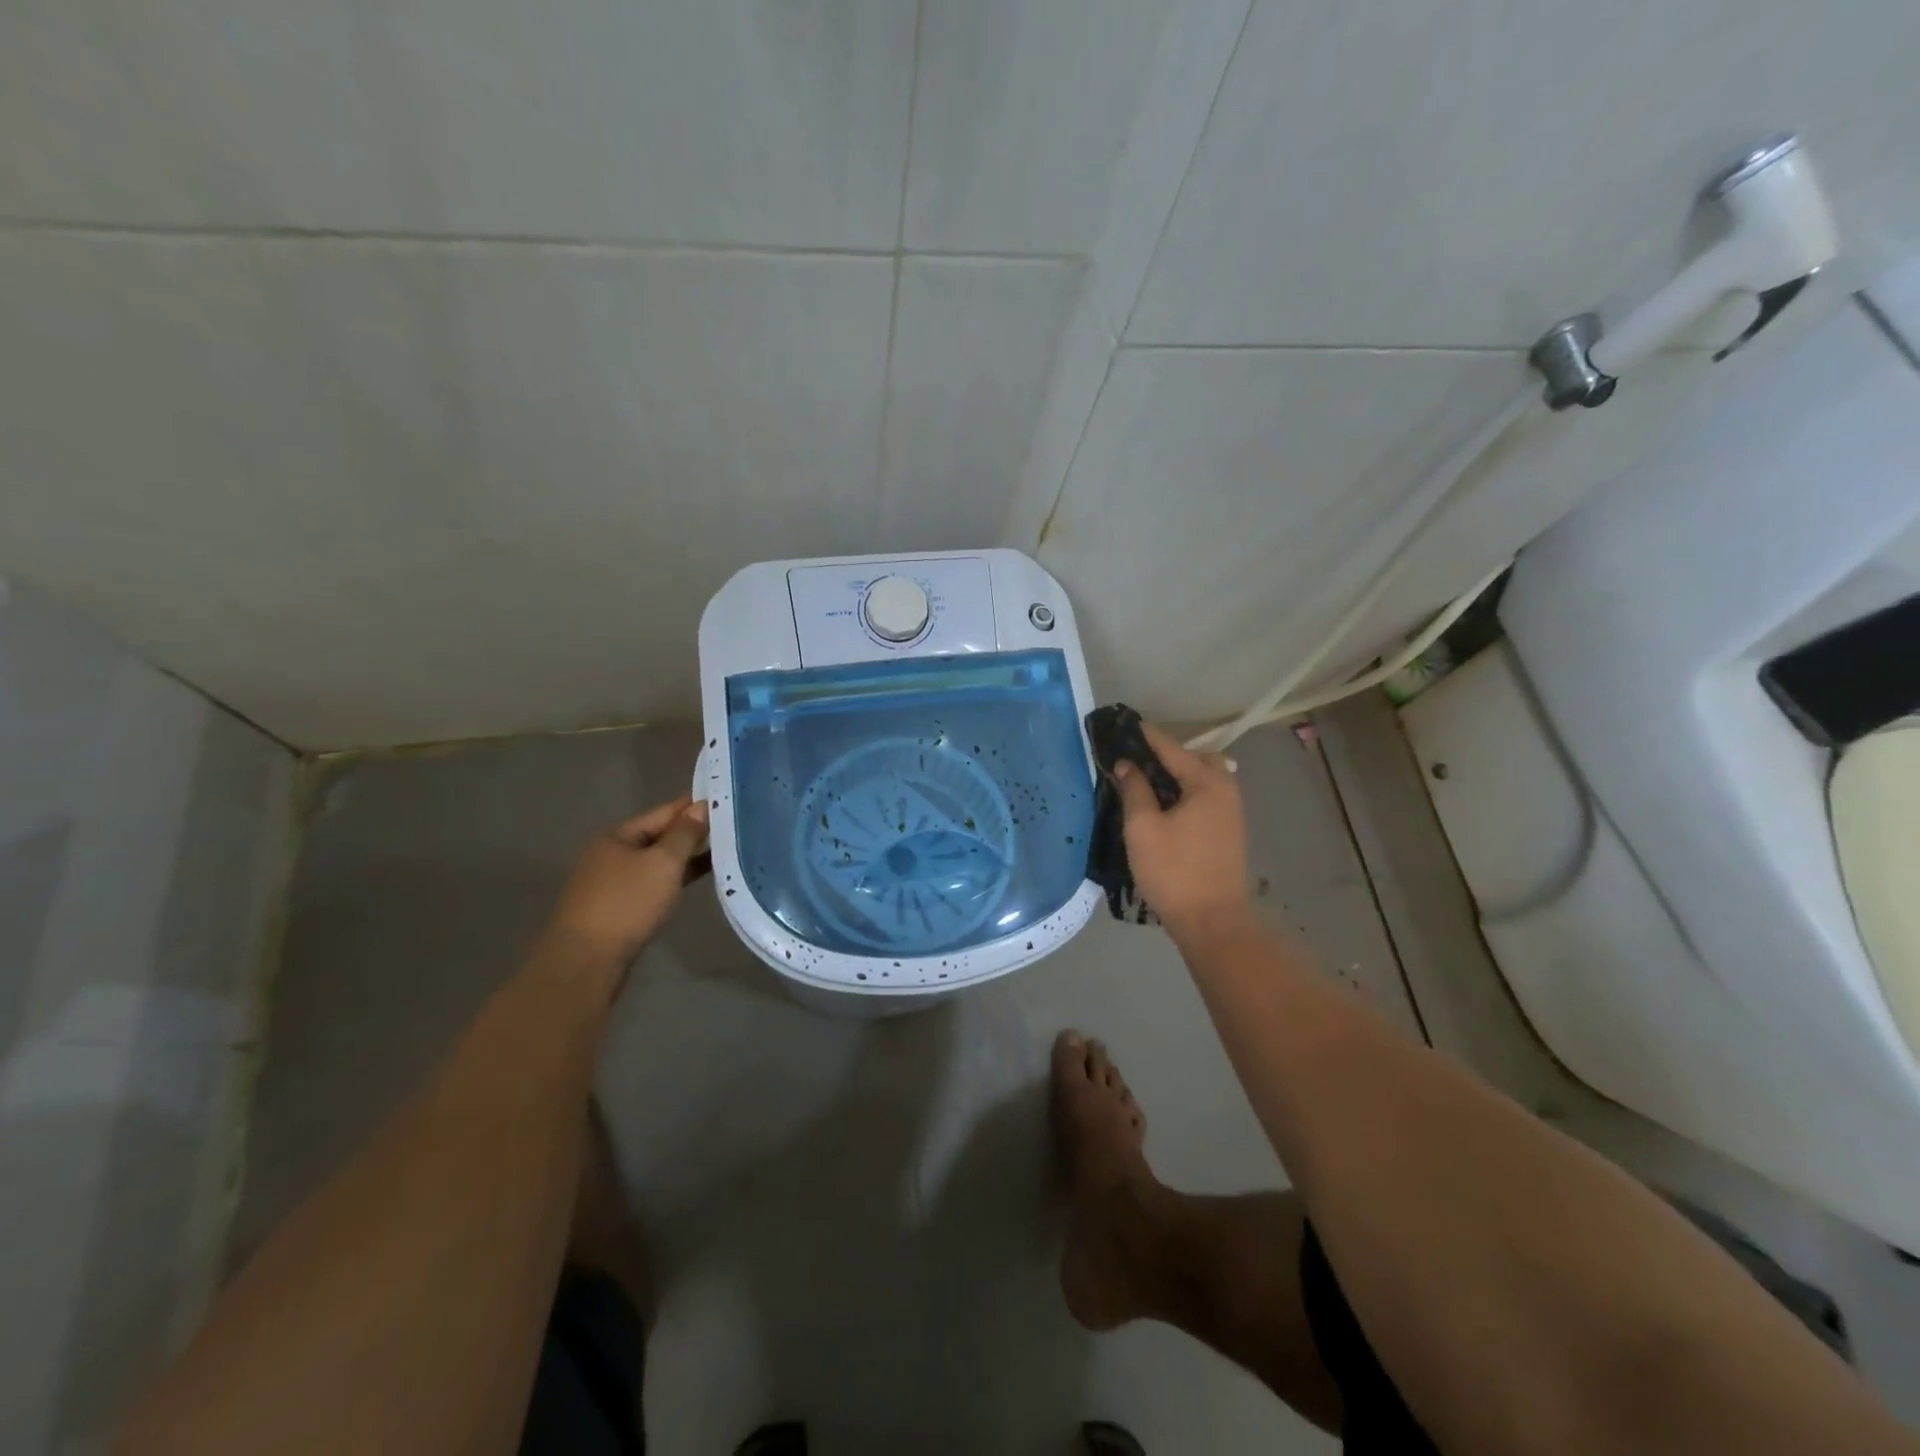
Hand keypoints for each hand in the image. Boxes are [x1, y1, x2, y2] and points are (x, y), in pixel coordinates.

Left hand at [548, 795, 710, 966]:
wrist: (586, 961)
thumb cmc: (627, 903)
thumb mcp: (663, 863)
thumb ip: (684, 834)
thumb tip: (701, 807)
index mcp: (618, 836)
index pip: (663, 812)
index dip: (693, 805)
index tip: (723, 798)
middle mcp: (611, 855)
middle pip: (658, 836)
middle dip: (691, 831)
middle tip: (730, 824)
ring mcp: (613, 883)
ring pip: (656, 862)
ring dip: (685, 857)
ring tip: (722, 850)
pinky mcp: (618, 909)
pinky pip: (653, 883)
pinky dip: (675, 878)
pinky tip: (696, 879)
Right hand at [1109, 722, 1251, 938]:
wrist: (1212, 922)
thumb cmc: (1173, 871)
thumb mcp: (1142, 828)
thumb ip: (1135, 790)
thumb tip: (1128, 764)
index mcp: (1206, 784)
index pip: (1172, 748)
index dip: (1147, 736)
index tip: (1126, 724)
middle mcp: (1226, 791)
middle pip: (1198, 759)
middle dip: (1170, 754)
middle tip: (1139, 761)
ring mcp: (1232, 813)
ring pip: (1206, 779)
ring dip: (1180, 774)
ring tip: (1149, 784)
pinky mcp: (1229, 833)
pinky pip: (1208, 797)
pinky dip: (1189, 792)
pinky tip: (1168, 807)